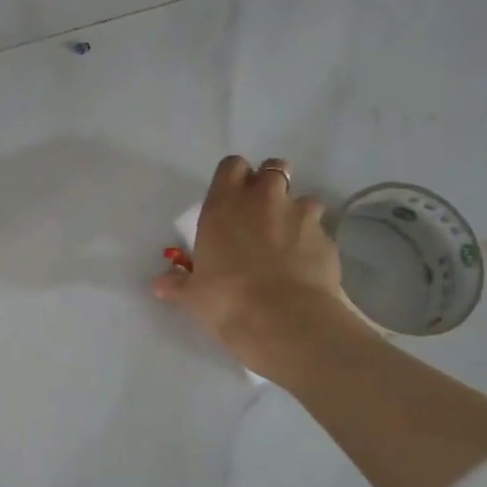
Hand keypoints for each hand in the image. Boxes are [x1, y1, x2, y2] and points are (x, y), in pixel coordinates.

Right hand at [153, 155, 368, 384]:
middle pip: (273, 168)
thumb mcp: (193, 295)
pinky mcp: (327, 237)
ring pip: (302, 198)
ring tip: (287, 243)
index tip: (230, 198)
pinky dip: (312, 242)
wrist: (284, 320)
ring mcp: (300, 215)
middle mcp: (264, 199)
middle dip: (268, 185)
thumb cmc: (226, 300)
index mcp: (224, 204)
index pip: (231, 166)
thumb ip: (177, 283)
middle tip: (259, 214)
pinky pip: (320, 230)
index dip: (233, 178)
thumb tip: (159, 284)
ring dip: (294, 213)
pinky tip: (304, 266)